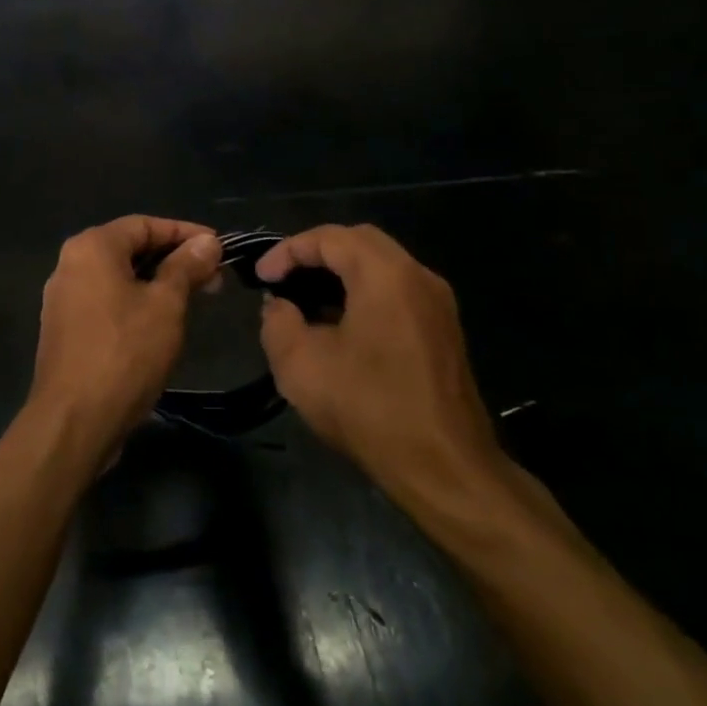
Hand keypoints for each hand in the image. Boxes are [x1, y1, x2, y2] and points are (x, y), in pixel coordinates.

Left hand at [26, 216, 221, 458]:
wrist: (75, 420)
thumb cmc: (125, 353)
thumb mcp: (166, 305)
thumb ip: (186, 267)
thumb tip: (207, 242)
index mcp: (91, 247)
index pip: (145, 224)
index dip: (186, 233)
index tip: (220, 248)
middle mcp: (70, 264)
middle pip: (130, 248)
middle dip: (175, 260)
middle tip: (215, 278)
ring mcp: (63, 298)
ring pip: (119, 277)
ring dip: (158, 283)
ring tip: (196, 300)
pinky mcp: (65, 329)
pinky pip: (107, 301)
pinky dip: (137, 303)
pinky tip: (163, 323)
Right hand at [257, 225, 506, 508]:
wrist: (445, 467)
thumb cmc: (369, 408)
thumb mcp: (300, 365)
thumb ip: (278, 322)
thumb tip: (280, 306)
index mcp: (386, 275)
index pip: (329, 237)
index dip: (288, 250)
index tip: (261, 277)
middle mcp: (418, 277)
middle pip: (360, 242)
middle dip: (316, 253)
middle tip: (284, 278)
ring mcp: (437, 304)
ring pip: (382, 266)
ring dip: (341, 274)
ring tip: (305, 302)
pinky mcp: (443, 331)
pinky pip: (397, 292)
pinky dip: (363, 294)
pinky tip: (339, 327)